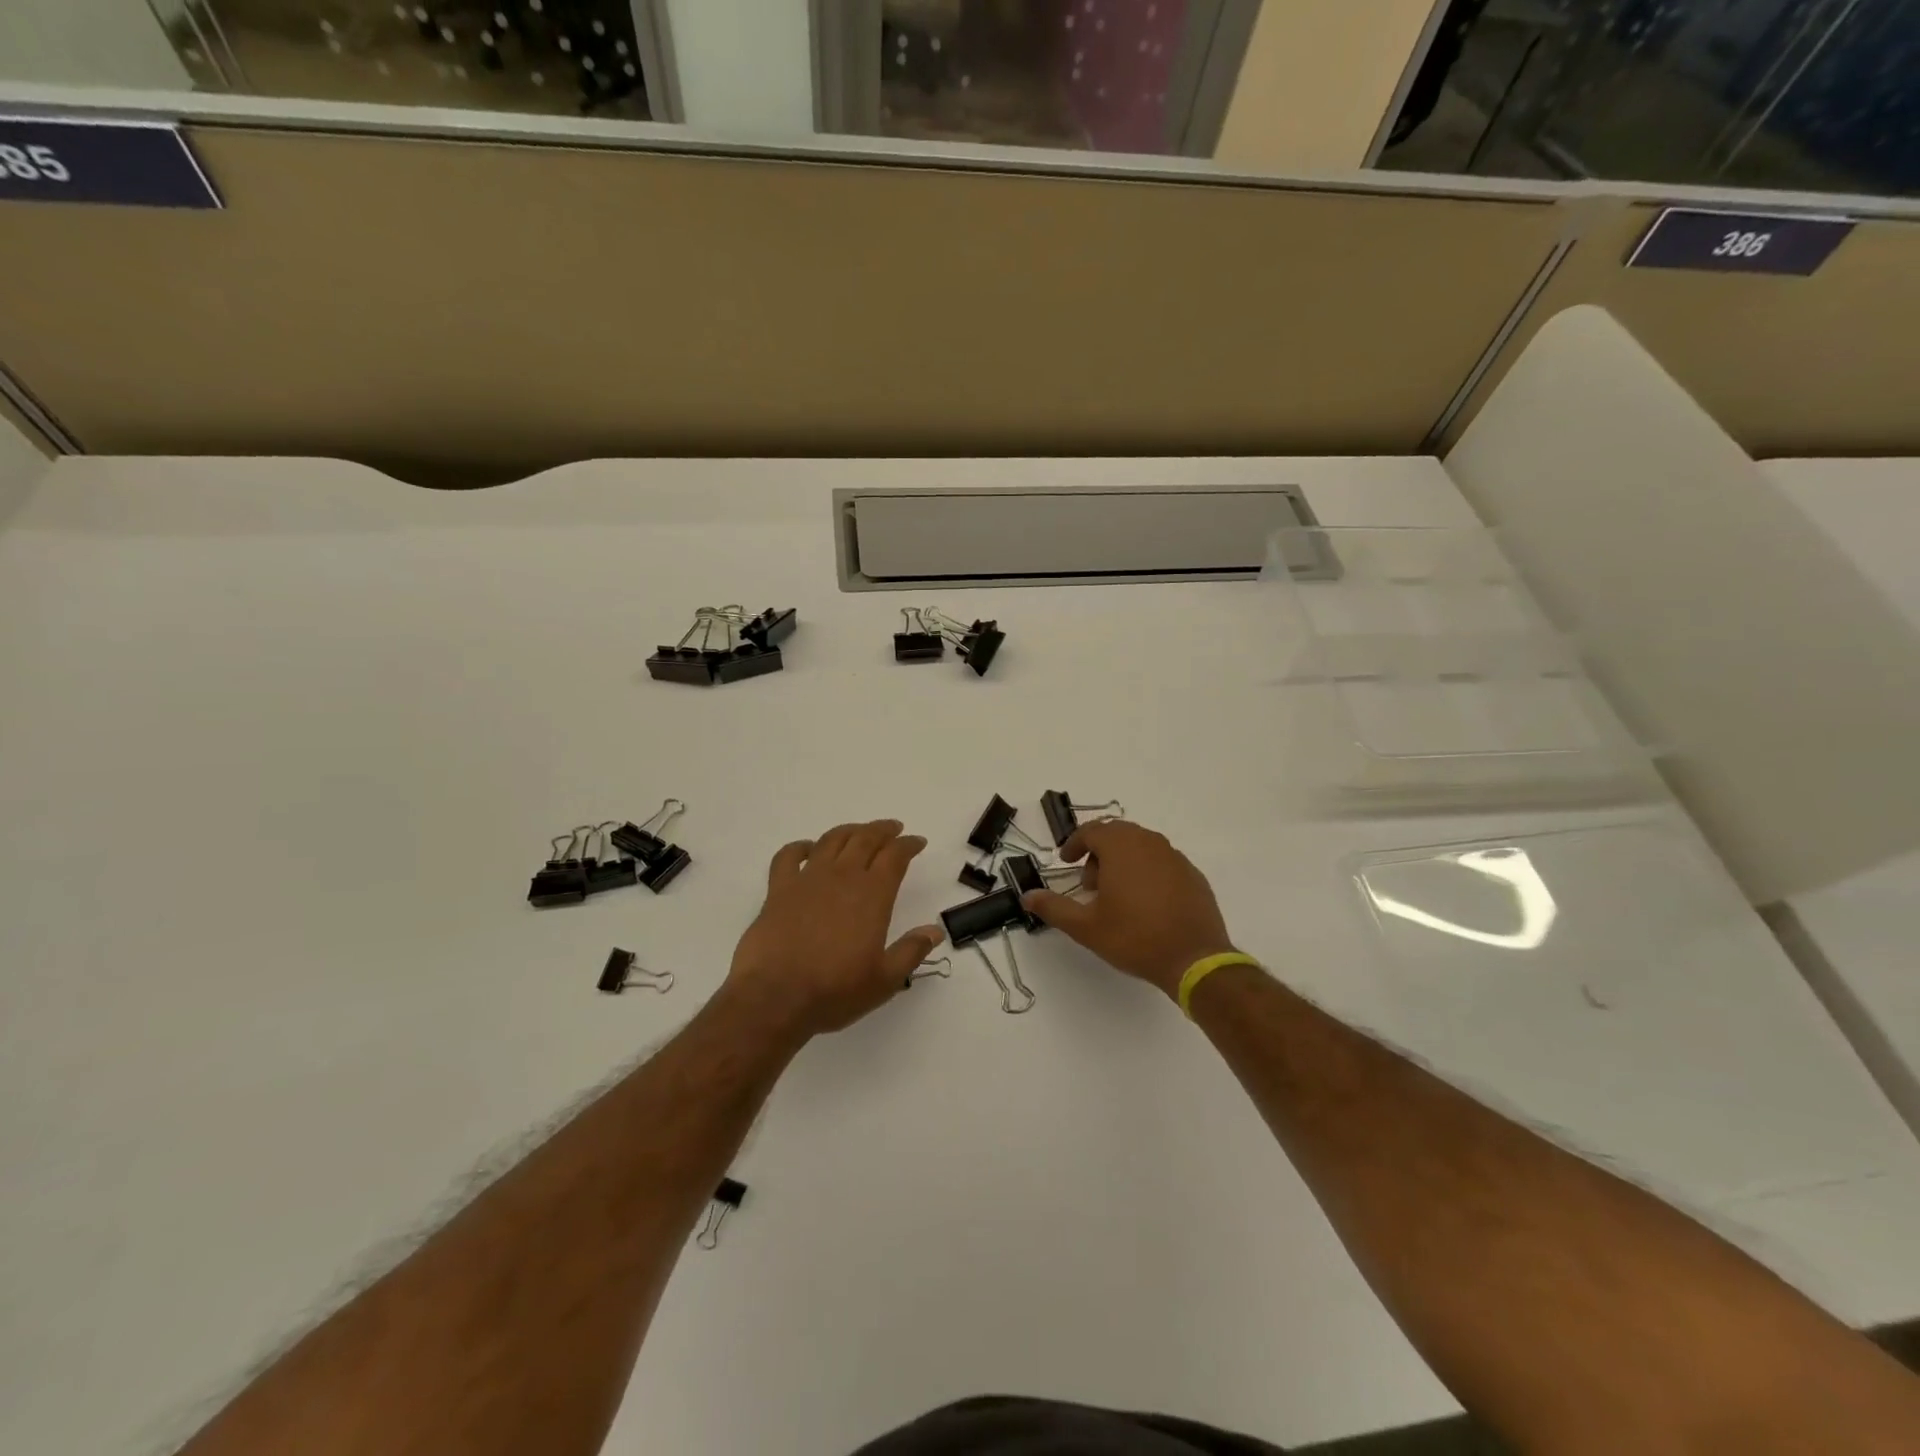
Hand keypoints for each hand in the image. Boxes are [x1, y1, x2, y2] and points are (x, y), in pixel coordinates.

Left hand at [724, 820, 943, 1038]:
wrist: (775, 997)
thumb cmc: (835, 990)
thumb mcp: (884, 979)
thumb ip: (911, 951)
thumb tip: (935, 931)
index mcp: (872, 894)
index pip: (895, 856)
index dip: (909, 845)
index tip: (917, 842)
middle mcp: (842, 877)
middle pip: (866, 838)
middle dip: (883, 830)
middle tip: (894, 828)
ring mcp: (808, 879)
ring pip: (832, 840)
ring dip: (850, 830)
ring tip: (859, 832)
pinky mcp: (778, 889)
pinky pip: (789, 856)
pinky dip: (801, 846)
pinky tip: (808, 849)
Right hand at [1021, 820, 1236, 999]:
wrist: (1194, 959)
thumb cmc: (1134, 937)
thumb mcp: (1086, 927)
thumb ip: (1054, 908)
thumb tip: (1027, 896)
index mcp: (1121, 847)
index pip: (1091, 830)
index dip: (1074, 844)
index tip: (1066, 862)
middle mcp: (1149, 842)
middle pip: (1116, 834)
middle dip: (1098, 853)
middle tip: (1090, 885)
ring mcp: (1175, 857)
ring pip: (1141, 846)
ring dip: (1122, 861)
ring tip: (1116, 896)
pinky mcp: (1192, 874)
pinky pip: (1162, 862)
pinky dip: (1147, 872)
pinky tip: (1145, 903)